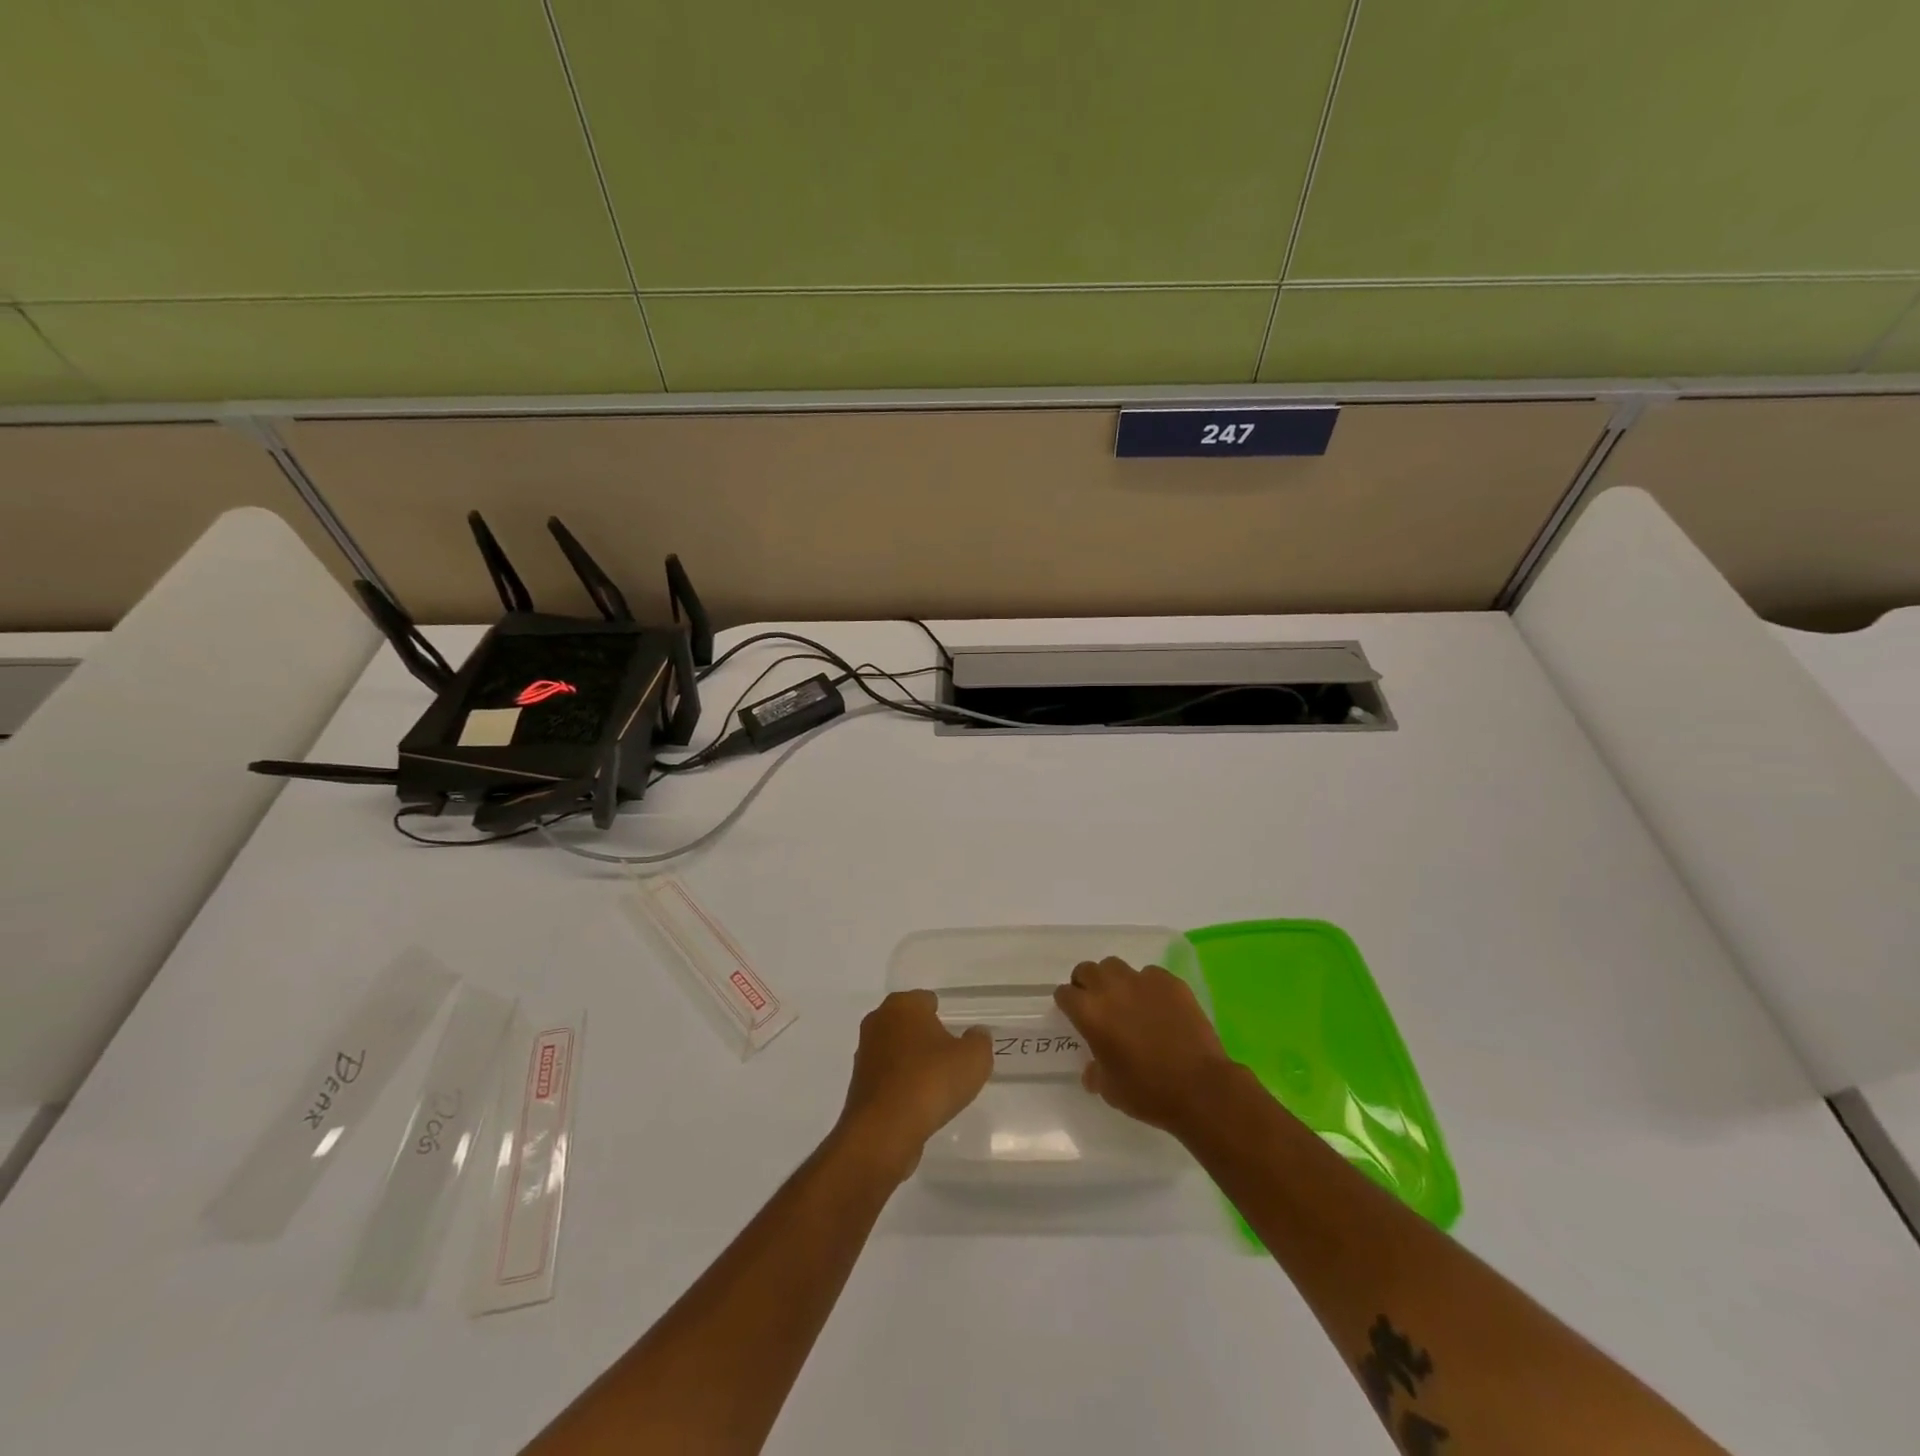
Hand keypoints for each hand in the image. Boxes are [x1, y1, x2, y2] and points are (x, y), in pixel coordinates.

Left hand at [835, 990, 992, 1180]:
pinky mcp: (858, 1084)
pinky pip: (888, 1077)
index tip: (958, 1038)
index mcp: (904, 1005)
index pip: (927, 1000)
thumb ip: (979, 1040)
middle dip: (927, 1038)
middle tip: (950, 1060)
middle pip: (910, 1024)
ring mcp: (865, 1053)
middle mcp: (878, 1021)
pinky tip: (917, 1104)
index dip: (945, 1016)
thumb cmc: (930, 1081)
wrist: (884, 1130)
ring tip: (936, 1086)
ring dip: (912, 1063)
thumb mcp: (974, 1058)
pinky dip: (901, 1085)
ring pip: (896, 1050)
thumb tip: (975, 1034)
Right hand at [1054, 957, 1234, 1135]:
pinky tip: (1158, 1007)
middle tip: (1097, 1004)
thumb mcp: (1110, 1090)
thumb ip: (1094, 1072)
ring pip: (1116, 966)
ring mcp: (1142, 980)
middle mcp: (1111, 988)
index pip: (1064, 994)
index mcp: (1089, 1013)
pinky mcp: (1170, 981)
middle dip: (1086, 984)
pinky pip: (1150, 975)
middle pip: (1087, 970)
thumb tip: (1092, 1069)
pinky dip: (1147, 987)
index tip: (1074, 1015)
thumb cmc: (1148, 1092)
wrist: (1201, 1088)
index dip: (1067, 1004)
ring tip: (1126, 1000)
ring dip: (1114, 980)